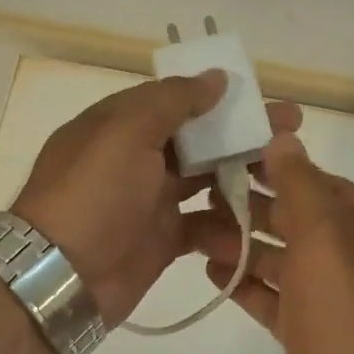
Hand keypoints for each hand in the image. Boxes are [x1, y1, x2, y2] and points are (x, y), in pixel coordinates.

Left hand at [14, 73, 303, 325]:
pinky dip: (226, 225)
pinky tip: (256, 225)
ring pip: (206, 180)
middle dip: (244, 134)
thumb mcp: (126, 132)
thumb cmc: (94, 194)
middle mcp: (138, 157)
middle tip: (292, 131)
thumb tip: (216, 77)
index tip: (263, 98)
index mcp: (123, 124)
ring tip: (286, 179)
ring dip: (242, 177)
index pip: (178, 100)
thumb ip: (173, 101)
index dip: (221, 97)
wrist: (61, 276)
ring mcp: (151, 200)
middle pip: (200, 139)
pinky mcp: (163, 238)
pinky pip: (203, 225)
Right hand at [188, 132, 353, 353]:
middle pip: (302, 224)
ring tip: (196, 233)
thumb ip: (301, 187)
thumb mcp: (325, 242)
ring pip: (285, 262)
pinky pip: (276, 299)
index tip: (235, 157)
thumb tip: (284, 139)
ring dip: (244, 246)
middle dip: (254, 209)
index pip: (326, 187)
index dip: (282, 170)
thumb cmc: (343, 320)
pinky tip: (213, 273)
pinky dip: (248, 284)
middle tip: (204, 195)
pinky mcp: (311, 338)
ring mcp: (336, 305)